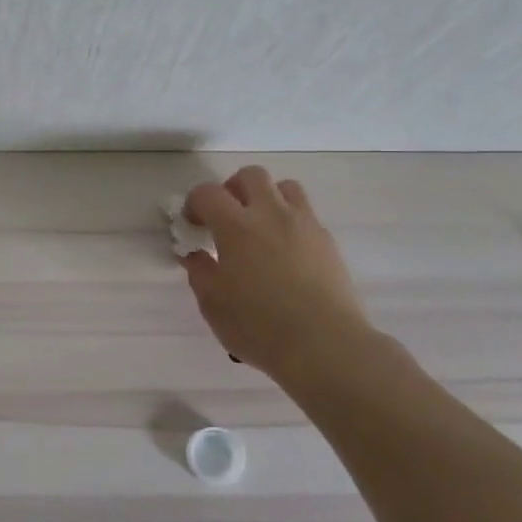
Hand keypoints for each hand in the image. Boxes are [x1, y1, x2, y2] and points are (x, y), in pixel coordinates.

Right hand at [180, 167, 374, 383]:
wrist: (326, 346)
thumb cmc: (259, 326)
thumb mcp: (213, 304)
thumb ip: (200, 273)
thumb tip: (195, 255)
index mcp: (236, 226)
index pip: (208, 193)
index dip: (194, 203)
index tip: (192, 225)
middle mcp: (271, 215)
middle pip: (251, 176)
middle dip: (233, 189)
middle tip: (226, 217)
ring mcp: (305, 225)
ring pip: (286, 188)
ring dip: (267, 198)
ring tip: (260, 227)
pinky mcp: (328, 242)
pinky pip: (306, 216)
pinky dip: (290, 223)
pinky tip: (285, 253)